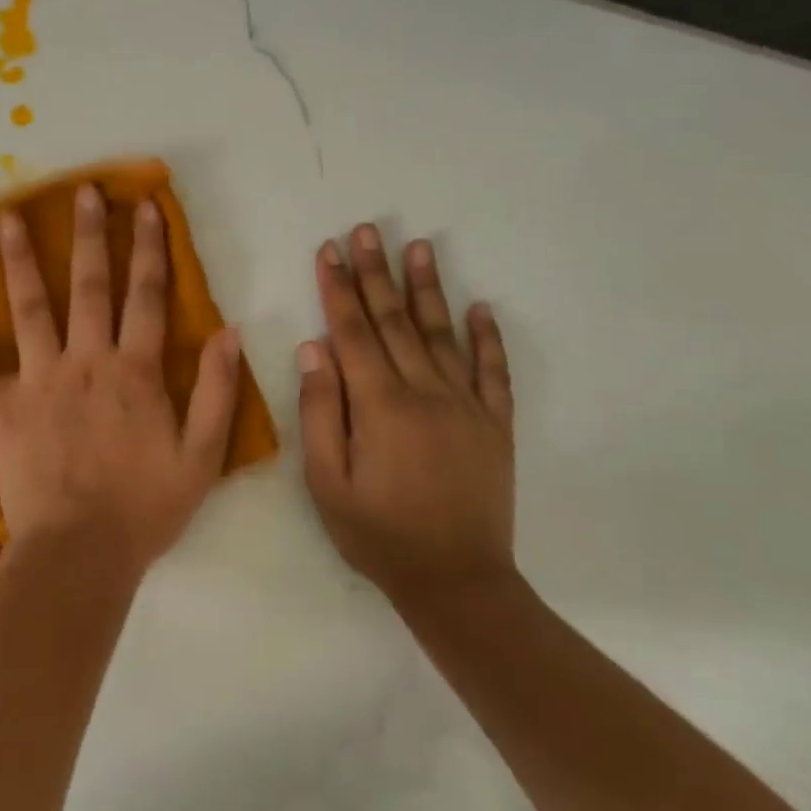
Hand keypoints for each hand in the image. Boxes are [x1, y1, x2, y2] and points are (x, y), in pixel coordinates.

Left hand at [0, 185, 243, 582]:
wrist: (82, 553)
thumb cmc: (145, 508)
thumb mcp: (202, 455)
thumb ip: (219, 391)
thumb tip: (229, 332)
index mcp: (135, 371)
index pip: (147, 297)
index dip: (150, 249)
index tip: (145, 207)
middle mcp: (86, 362)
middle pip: (89, 287)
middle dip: (89, 236)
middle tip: (83, 192)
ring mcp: (39, 382)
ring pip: (28, 310)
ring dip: (20, 262)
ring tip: (7, 219)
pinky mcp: (2, 411)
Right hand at [298, 224, 516, 605]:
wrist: (456, 581)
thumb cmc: (378, 534)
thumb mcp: (326, 482)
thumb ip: (319, 411)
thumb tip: (314, 349)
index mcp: (380, 405)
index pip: (353, 332)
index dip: (338, 288)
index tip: (330, 250)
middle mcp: (426, 392)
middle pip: (395, 321)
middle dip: (377, 272)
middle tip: (367, 230)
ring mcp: (467, 406)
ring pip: (443, 334)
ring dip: (428, 288)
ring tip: (420, 246)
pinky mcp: (496, 425)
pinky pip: (494, 371)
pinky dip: (487, 337)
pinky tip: (480, 307)